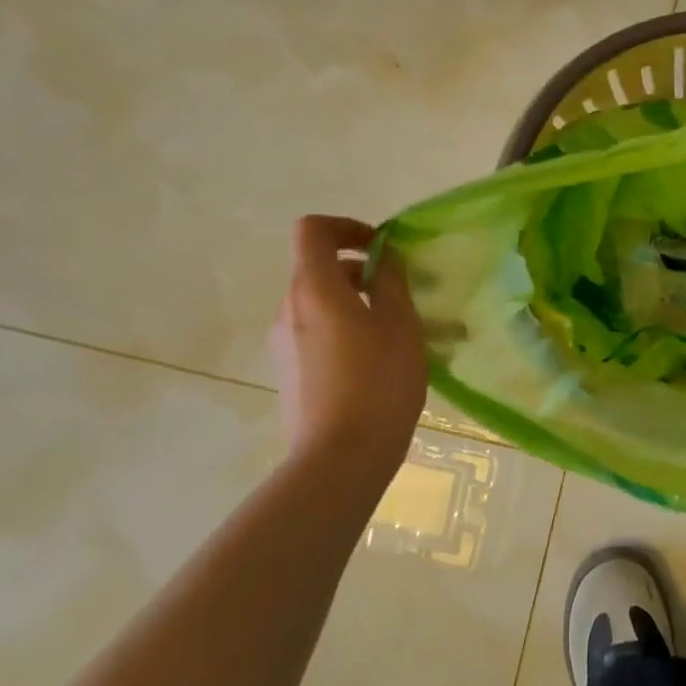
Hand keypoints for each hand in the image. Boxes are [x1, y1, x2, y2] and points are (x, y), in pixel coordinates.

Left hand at [270, 216, 426, 470]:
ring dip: (356, 304)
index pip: (313, 230)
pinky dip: (345, 332)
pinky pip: (317, 335)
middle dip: (360, 271)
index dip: (347, 226)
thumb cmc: (378, 380)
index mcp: (313, 287)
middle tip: (401, 296)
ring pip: (320, 305)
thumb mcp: (400, 322)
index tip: (381, 247)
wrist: (340, 459)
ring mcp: (284, 345)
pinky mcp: (290, 374)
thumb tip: (382, 257)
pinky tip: (377, 365)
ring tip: (397, 334)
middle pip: (317, 268)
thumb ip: (390, 280)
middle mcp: (288, 309)